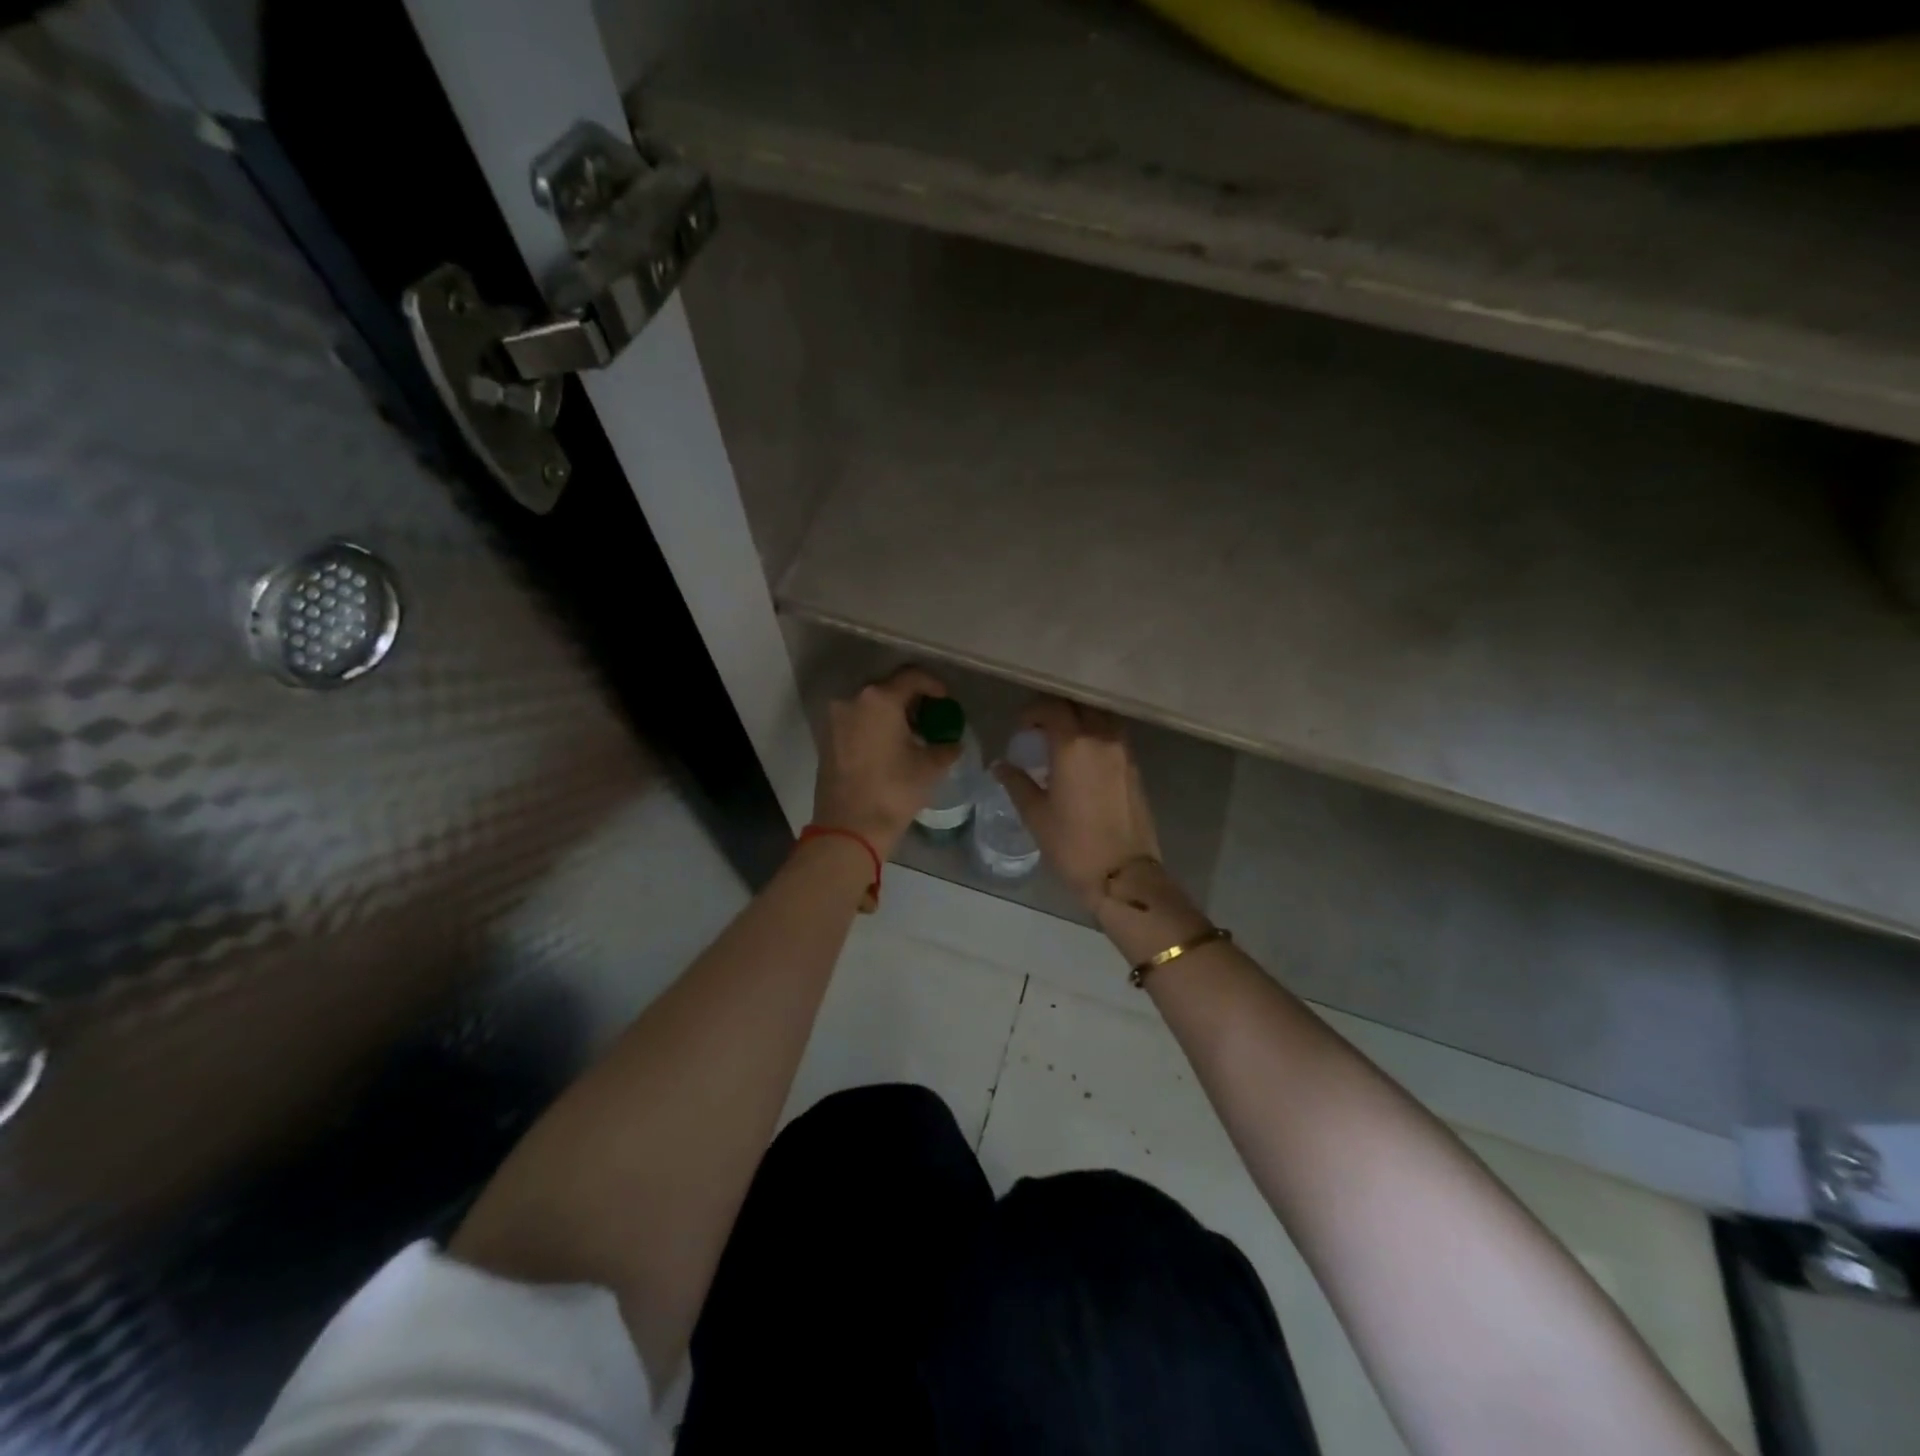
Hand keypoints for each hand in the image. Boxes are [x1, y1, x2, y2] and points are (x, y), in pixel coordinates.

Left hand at [812, 666, 961, 857]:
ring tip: (912, 733)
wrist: (849, 827)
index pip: (911, 676)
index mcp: (879, 699)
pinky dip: (875, 725)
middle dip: (912, 698)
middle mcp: (853, 700)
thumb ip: (945, 747)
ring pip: (870, 704)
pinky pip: (857, 720)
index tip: (946, 700)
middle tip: (930, 717)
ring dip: (892, 712)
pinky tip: (890, 745)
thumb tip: (953, 743)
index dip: (933, 685)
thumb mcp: (929, 767)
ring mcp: (836, 718)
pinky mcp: (827, 738)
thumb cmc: (894, 790)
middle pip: (888, 687)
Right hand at [994, 697, 1161, 907]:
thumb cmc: (1073, 845)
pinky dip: (1096, 734)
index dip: (1033, 711)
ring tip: (1062, 741)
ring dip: (1079, 719)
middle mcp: (1102, 738)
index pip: (1052, 707)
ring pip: (1100, 716)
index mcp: (1074, 745)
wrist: (1123, 874)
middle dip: (1057, 709)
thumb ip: (1016, 782)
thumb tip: (1000, 766)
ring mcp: (1123, 751)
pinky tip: (1082, 758)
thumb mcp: (1035, 814)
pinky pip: (1113, 735)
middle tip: (1039, 729)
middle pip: (1079, 705)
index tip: (1021, 728)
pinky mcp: (1135, 766)